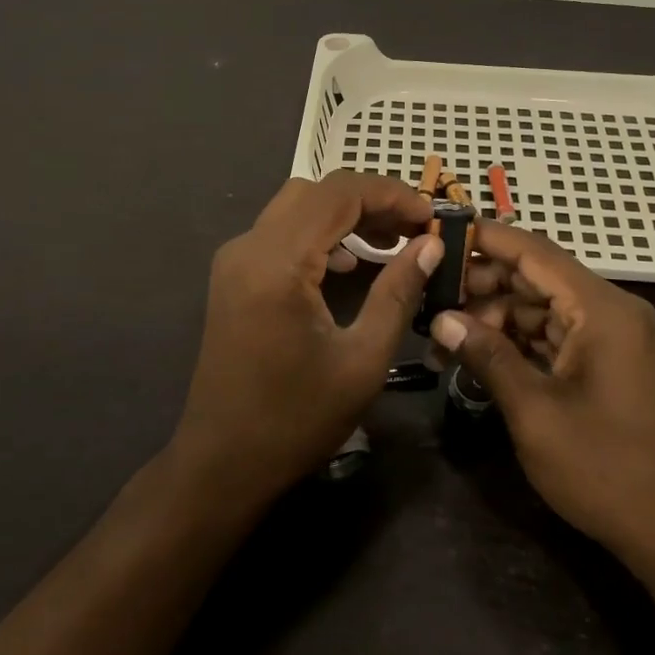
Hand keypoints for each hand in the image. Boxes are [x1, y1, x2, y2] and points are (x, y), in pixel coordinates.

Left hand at [171, 172, 441, 507]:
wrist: (222, 462)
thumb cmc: (296, 419)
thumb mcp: (362, 360)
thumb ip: (398, 293)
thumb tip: (429, 246)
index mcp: (278, 263)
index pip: (340, 193)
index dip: (392, 194)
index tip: (432, 217)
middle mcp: (249, 247)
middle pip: (317, 191)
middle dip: (371, 200)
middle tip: (415, 230)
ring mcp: (235, 260)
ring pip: (297, 206)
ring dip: (345, 214)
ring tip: (391, 243)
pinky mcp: (233, 276)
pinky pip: (281, 232)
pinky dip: (320, 233)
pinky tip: (349, 264)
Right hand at [430, 221, 654, 572]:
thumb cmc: (606, 470)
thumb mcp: (535, 412)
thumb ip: (488, 356)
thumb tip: (442, 319)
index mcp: (602, 310)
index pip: (535, 251)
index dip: (485, 239)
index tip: (439, 235)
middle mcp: (613, 312)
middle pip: (538, 277)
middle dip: (483, 286)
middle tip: (430, 301)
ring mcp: (616, 339)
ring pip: (544, 308)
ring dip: (496, 318)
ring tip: (445, 337)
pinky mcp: (613, 364)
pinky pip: (559, 335)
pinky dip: (520, 341)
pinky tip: (481, 354)